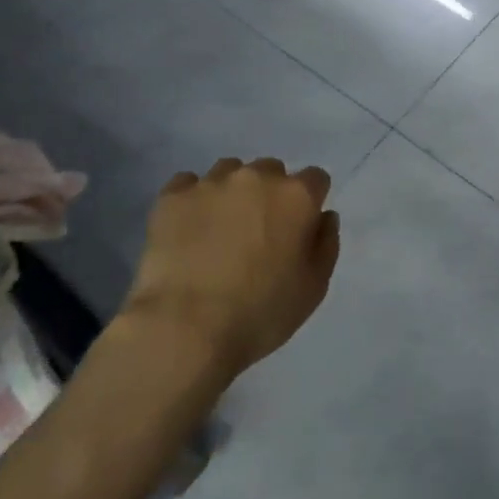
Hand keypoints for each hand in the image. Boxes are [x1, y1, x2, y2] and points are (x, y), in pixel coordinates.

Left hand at [125, 157, 340, 379]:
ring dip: (231, 192)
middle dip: (269, 194)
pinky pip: (188, 184)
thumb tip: (324, 216)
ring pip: (229, 171)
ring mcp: (211, 182)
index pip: (315, 179)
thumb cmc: (260, 314)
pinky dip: (192, 200)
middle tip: (258, 232)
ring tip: (219, 229)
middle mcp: (256, 177)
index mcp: (296, 196)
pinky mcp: (172, 195)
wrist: (185, 327)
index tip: (299, 228)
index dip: (310, 202)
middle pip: (271, 171)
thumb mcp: (313, 288)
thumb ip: (326, 244)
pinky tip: (188, 230)